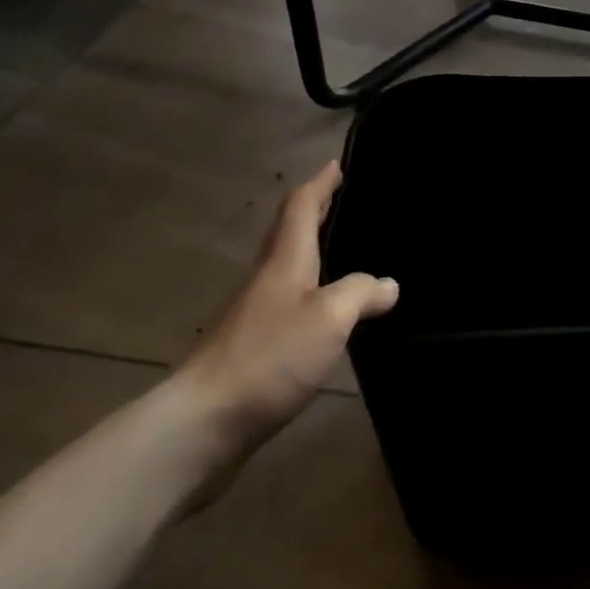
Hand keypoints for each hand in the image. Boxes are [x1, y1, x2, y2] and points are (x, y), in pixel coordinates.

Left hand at [172, 161, 397, 479]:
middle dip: (315, 213)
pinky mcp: (252, 349)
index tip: (336, 164)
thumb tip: (388, 284)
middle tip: (344, 201)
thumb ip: (361, 293)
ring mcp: (254, 316)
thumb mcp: (329, 318)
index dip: (320, 184)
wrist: (201, 425)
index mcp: (284, 261)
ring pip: (287, 268)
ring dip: (312, 252)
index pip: (301, 208)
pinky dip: (310, 292)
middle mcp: (266, 280)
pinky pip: (288, 304)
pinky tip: (326, 312)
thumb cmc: (269, 357)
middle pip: (290, 234)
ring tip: (344, 251)